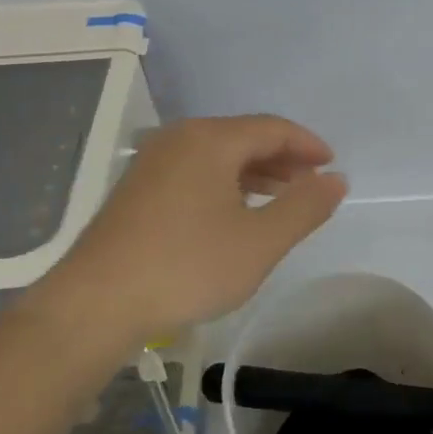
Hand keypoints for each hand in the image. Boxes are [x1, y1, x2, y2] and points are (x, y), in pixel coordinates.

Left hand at [28, 115, 347, 343]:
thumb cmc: (187, 267)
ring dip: (255, 172)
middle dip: (283, 159)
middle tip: (311, 186)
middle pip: (243, 137)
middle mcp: (179, 138)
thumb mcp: (260, 242)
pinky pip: (195, 171)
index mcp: (211, 140)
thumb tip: (336, 179)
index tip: (332, 167)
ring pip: (217, 155)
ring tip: (280, 200)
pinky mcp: (137, 188)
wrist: (96, 304)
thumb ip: (304, 207)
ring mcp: (152, 162)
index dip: (308, 145)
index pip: (273, 128)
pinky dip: (225, 184)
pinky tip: (234, 213)